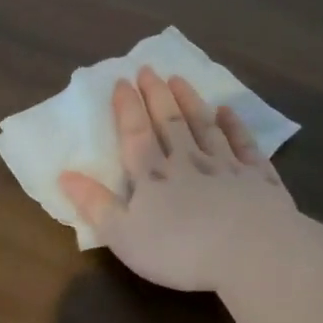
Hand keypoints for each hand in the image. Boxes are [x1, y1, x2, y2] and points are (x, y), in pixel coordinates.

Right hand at [59, 67, 298, 291]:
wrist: (250, 253)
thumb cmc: (179, 250)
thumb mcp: (123, 235)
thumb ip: (95, 205)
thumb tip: (64, 175)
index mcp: (153, 176)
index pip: (136, 134)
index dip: (127, 108)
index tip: (121, 81)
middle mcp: (188, 161)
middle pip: (170, 121)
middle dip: (157, 94)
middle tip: (148, 69)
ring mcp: (226, 166)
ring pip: (204, 125)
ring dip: (190, 101)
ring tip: (180, 79)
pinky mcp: (258, 177)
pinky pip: (243, 143)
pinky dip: (234, 125)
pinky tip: (228, 111)